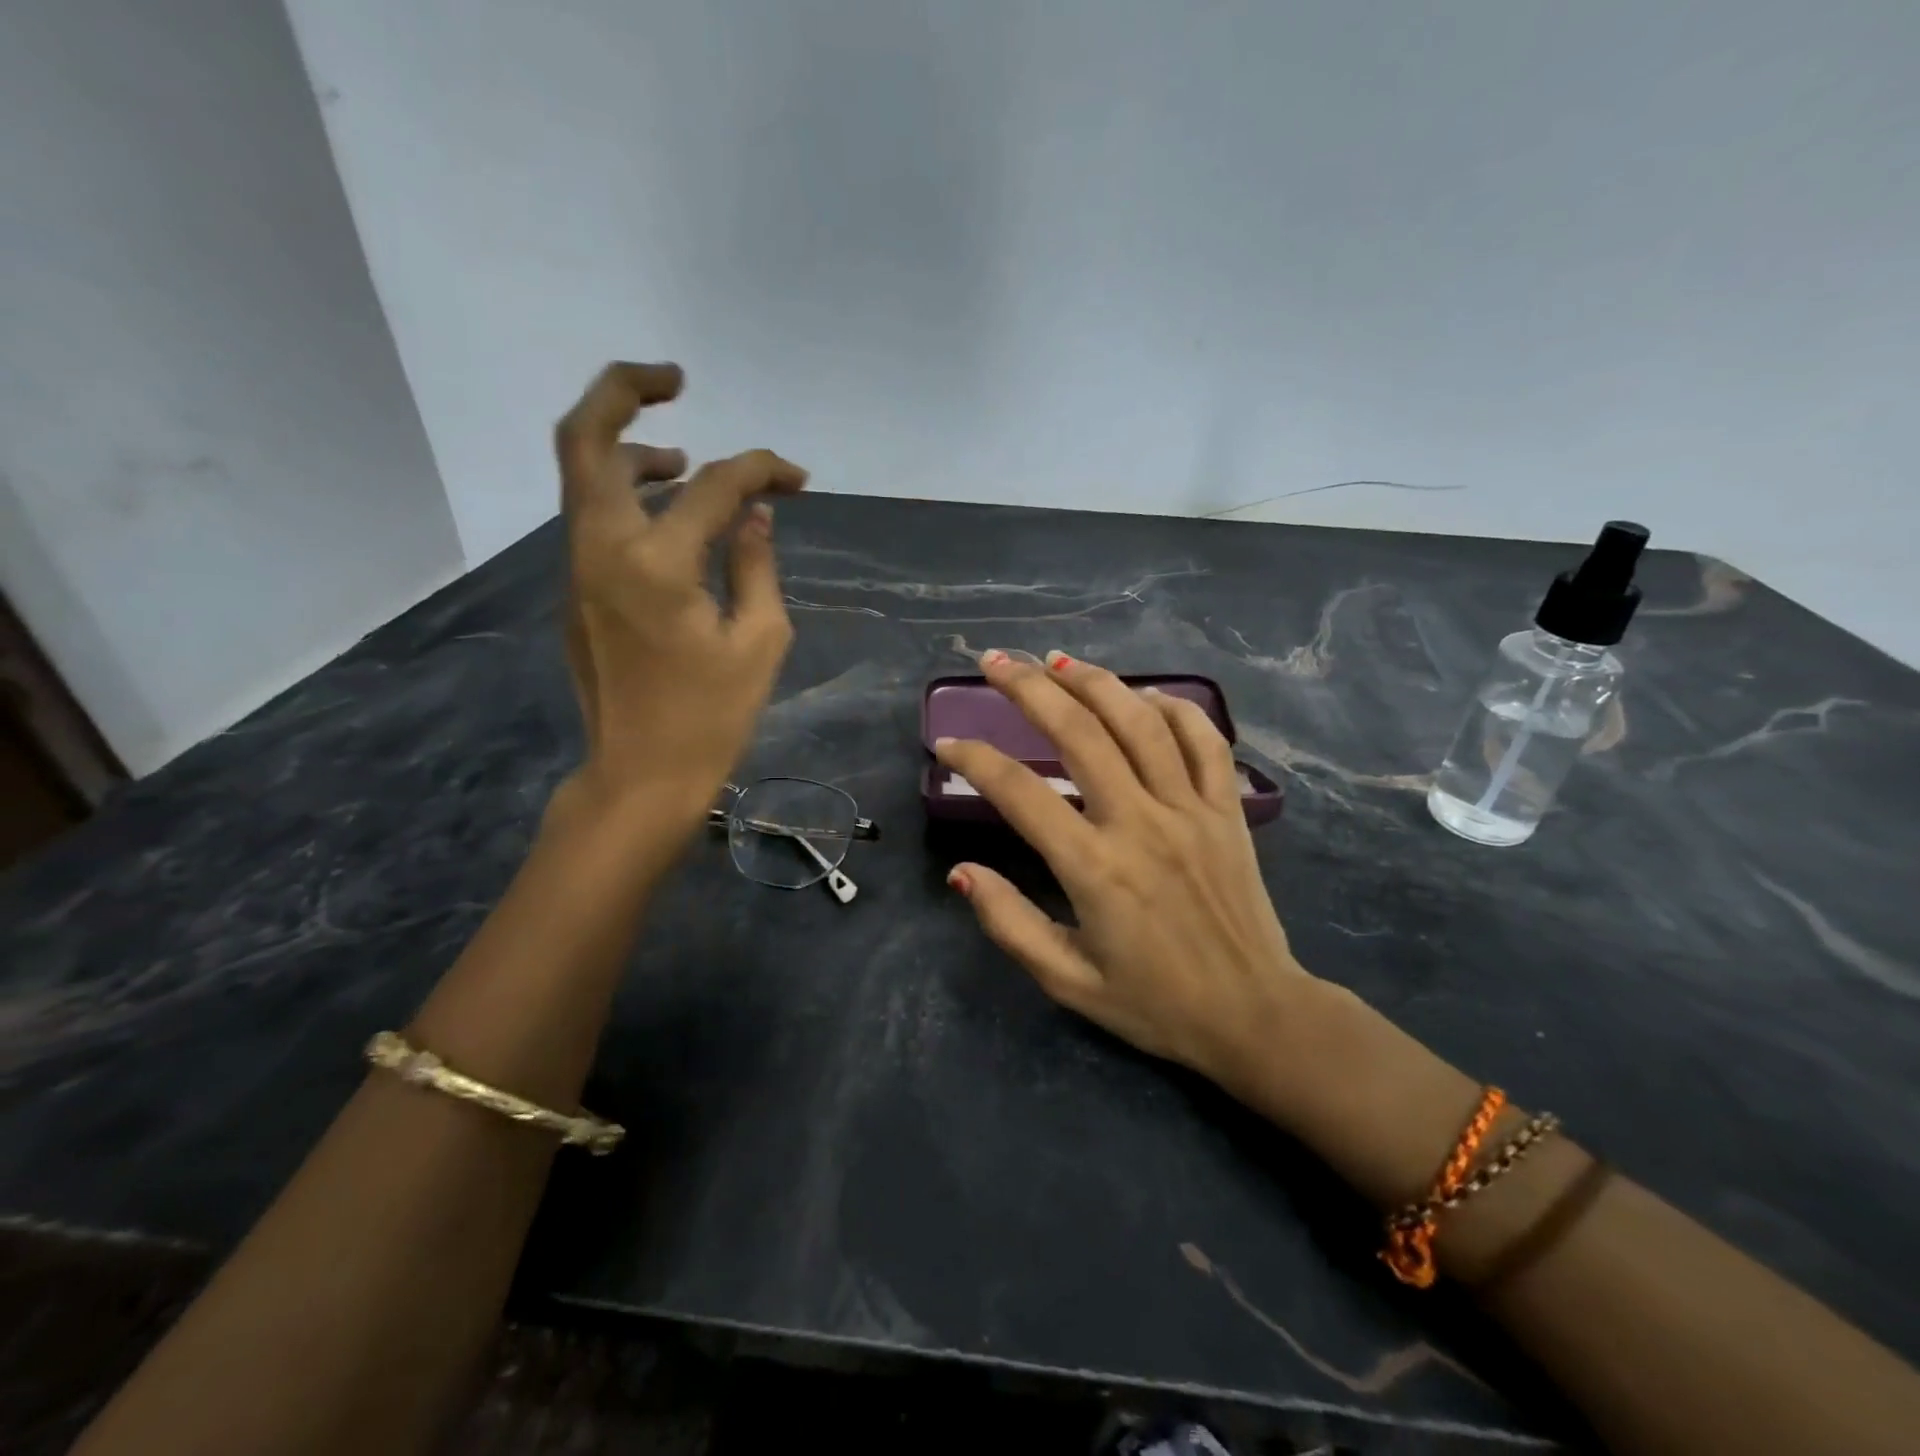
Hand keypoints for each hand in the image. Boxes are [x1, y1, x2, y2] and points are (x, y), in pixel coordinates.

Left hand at [551, 362, 807, 829]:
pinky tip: (672, 516)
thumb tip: (753, 515)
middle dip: (625, 390)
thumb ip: (756, 563)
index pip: (713, 484)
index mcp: (656, 563)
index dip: (761, 469)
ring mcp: (578, 566)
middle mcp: (602, 547)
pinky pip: (594, 514)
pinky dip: (628, 492)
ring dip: (630, 447)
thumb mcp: (759, 641)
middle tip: (674, 379)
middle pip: (586, 437)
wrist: (640, 774)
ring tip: (684, 459)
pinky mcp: (576, 588)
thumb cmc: (711, 717)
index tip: (797, 479)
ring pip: (582, 473)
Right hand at [935, 650, 1312, 1087]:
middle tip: (996, 662)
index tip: (948, 743)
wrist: (1255, 1017)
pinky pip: (1205, 740)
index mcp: (1094, 867)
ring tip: (1057, 660)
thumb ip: (1009, 923)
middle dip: (1030, 688)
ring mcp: (1191, 809)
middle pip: (1079, 732)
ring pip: (1140, 722)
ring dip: (1095, 682)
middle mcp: (1141, 822)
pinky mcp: (1229, 810)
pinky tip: (1144, 696)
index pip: (1019, 793)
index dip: (976, 760)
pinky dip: (1173, 708)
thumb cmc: (1155, 1004)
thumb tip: (960, 872)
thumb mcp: (1068, 980)